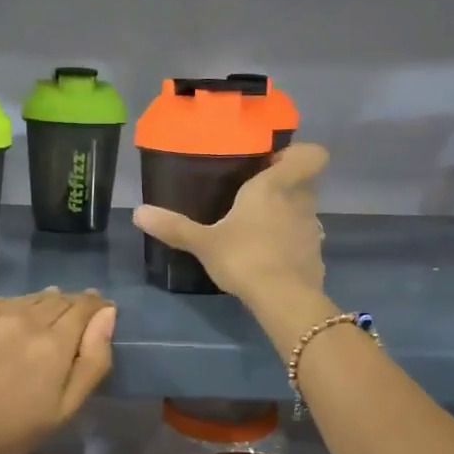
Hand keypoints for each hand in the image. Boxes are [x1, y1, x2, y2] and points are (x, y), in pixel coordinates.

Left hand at [0, 289, 115, 453]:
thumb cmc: (12, 433)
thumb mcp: (65, 408)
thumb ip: (93, 360)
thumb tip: (107, 314)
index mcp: (53, 342)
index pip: (83, 307)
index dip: (95, 306)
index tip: (99, 310)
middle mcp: (21, 317)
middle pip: (55, 298)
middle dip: (68, 306)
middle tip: (68, 323)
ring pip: (24, 299)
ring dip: (37, 306)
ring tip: (36, 326)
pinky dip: (5, 311)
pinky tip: (2, 329)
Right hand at [133, 143, 329, 310]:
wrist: (283, 299)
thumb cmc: (244, 257)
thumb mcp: (203, 243)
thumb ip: (174, 227)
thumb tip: (138, 212)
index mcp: (275, 186)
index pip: (310, 154)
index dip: (299, 154)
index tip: (273, 163)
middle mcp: (300, 201)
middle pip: (304, 182)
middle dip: (285, 186)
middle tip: (255, 197)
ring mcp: (312, 230)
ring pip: (304, 212)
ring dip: (287, 216)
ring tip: (258, 230)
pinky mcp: (316, 256)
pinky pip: (303, 241)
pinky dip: (290, 245)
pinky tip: (269, 259)